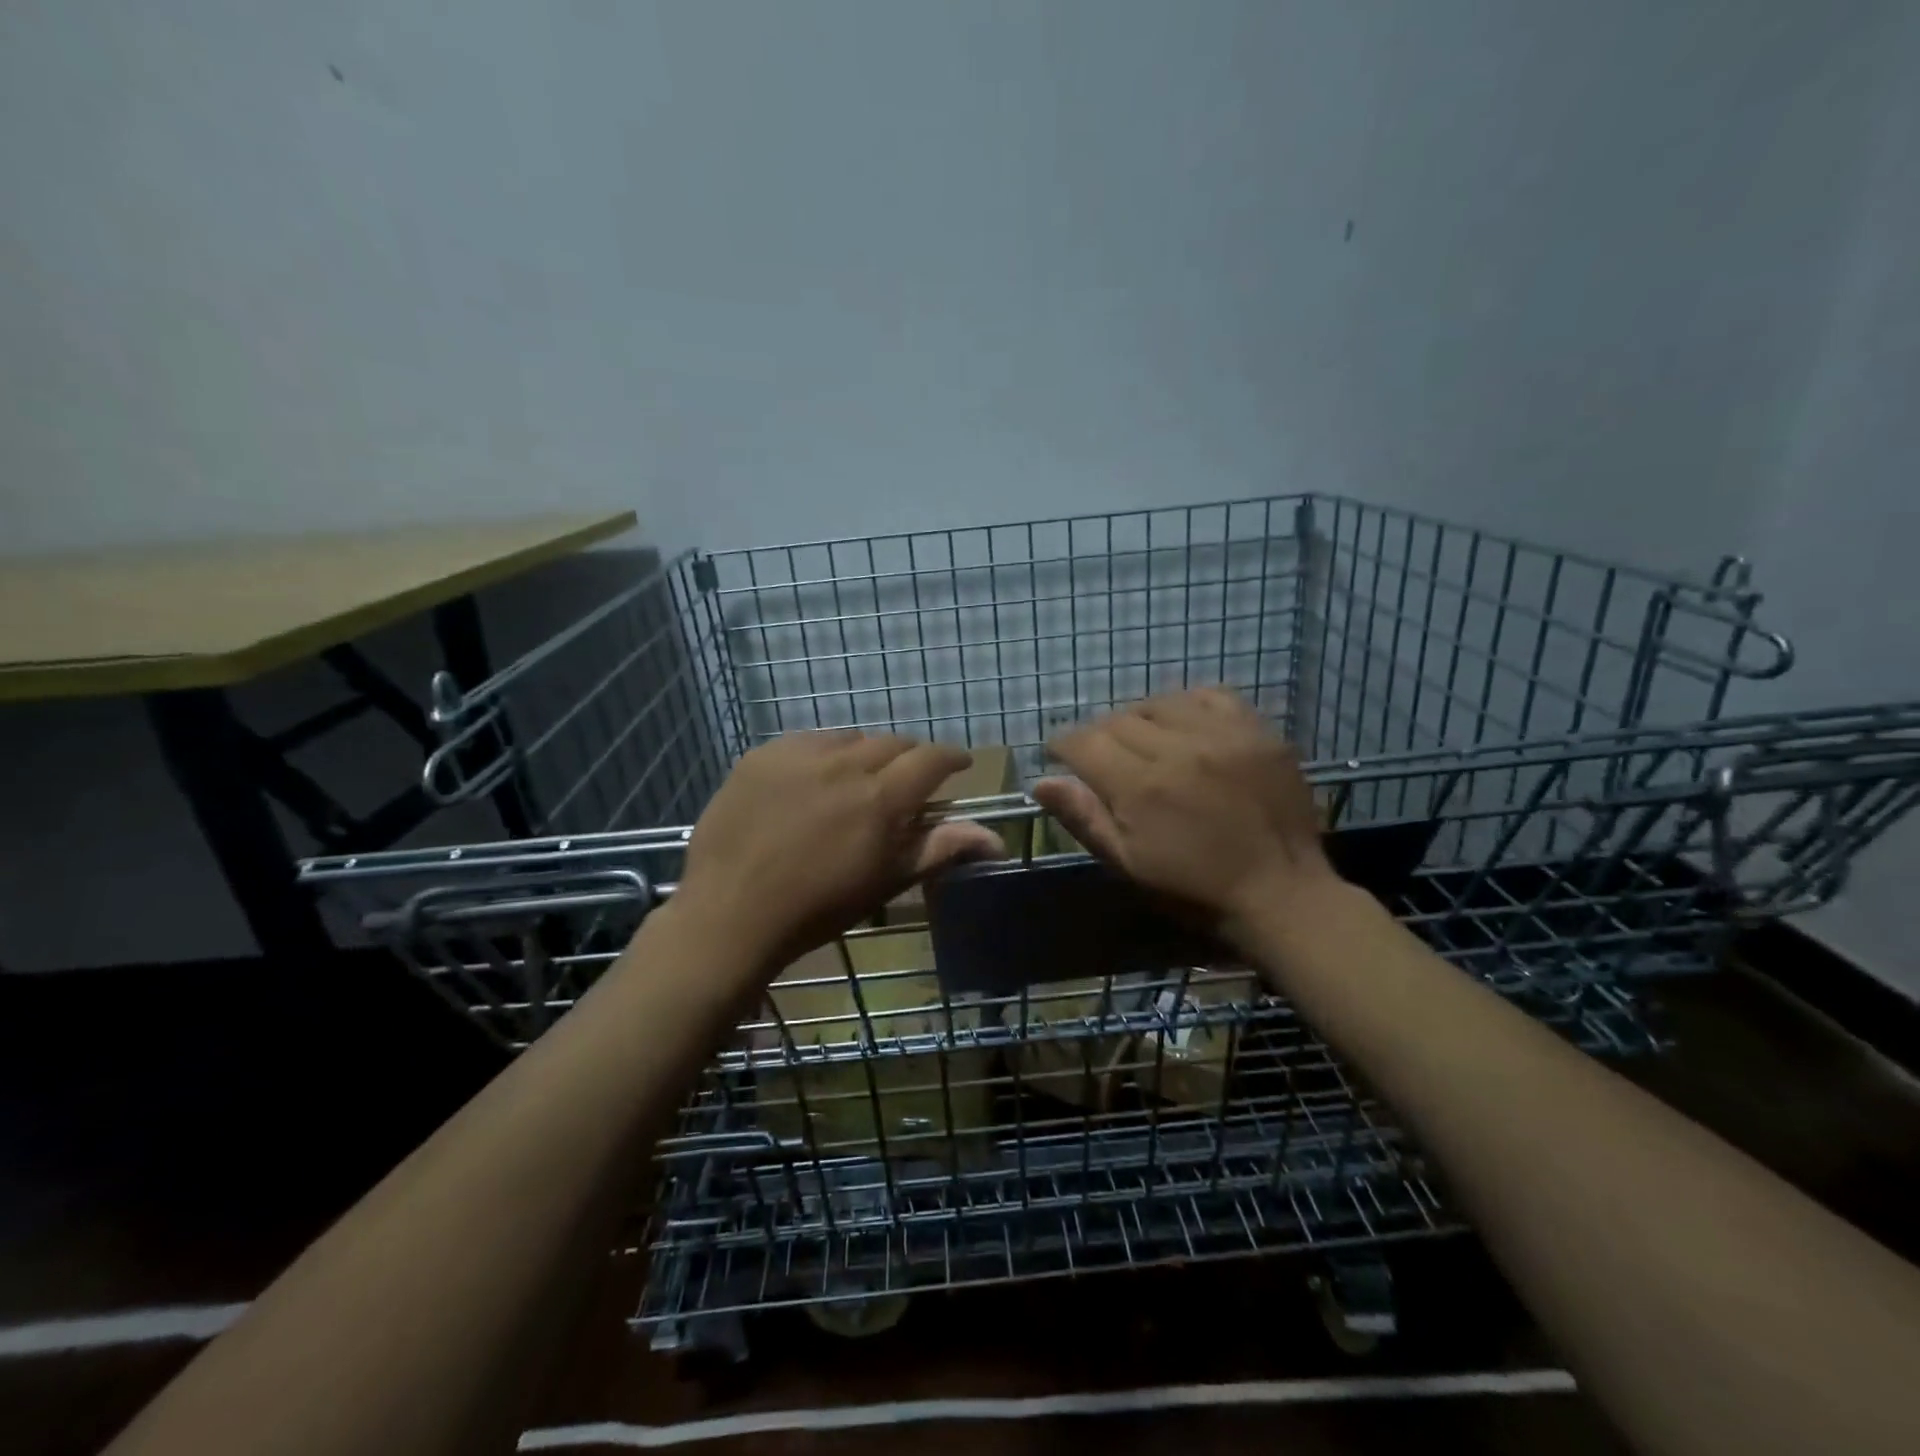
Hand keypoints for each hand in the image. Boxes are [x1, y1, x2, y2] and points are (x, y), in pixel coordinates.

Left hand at [674, 730, 1003, 971]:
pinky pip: (806, 741)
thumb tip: (997, 840)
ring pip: (849, 738)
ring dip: (865, 753)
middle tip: (907, 781)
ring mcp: (798, 754)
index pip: (931, 759)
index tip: (958, 766)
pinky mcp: (762, 755)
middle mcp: (844, 763)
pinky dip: (822, 754)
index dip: (951, 758)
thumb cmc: (817, 908)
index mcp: (881, 798)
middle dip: (909, 758)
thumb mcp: (886, 881)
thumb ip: (940, 849)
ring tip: (858, 779)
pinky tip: (813, 779)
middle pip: (892, 743)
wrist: (730, 914)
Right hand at [1033, 687, 1337, 933]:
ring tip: (1146, 742)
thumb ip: (1084, 818)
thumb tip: (1039, 782)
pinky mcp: (1258, 730)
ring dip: (1141, 719)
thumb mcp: (1128, 864)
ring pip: (1160, 703)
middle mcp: (1178, 748)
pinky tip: (1186, 726)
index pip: (1083, 742)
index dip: (1063, 745)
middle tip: (1106, 759)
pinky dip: (1188, 705)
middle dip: (1100, 736)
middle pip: (1118, 719)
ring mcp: (1223, 735)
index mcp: (1141, 787)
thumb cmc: (1194, 890)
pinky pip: (1210, 695)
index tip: (1061, 755)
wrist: (1282, 894)